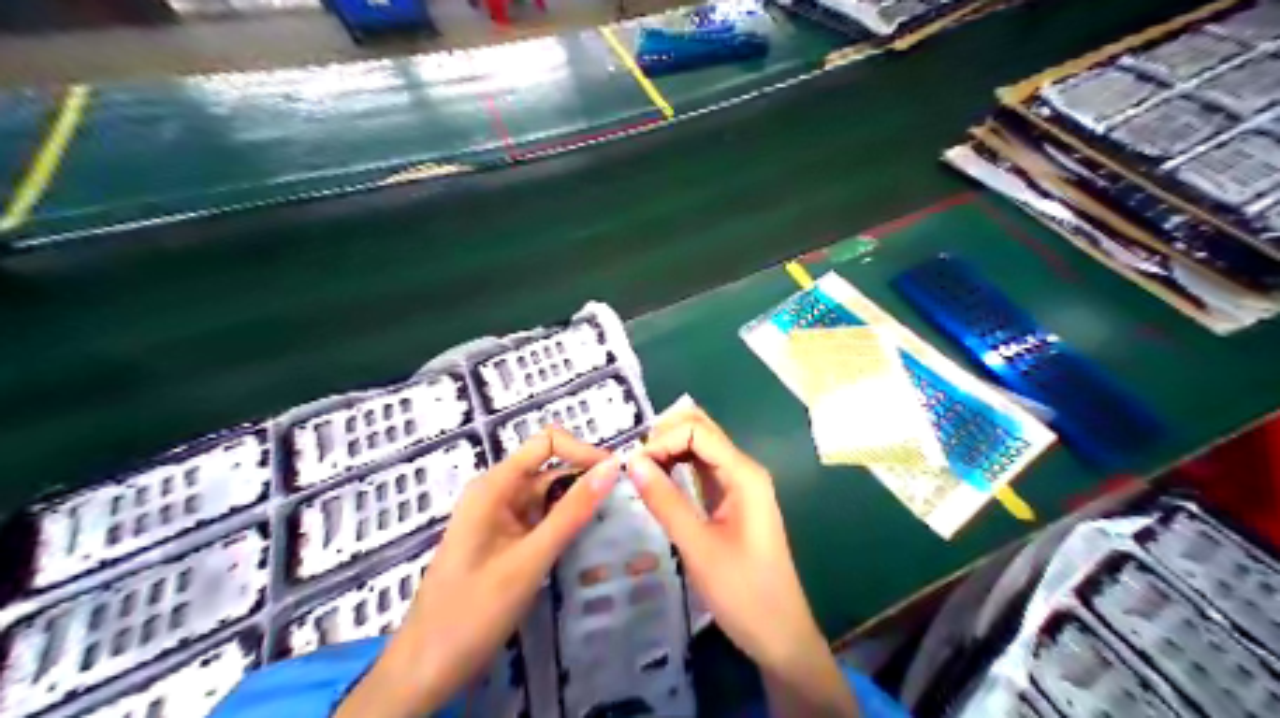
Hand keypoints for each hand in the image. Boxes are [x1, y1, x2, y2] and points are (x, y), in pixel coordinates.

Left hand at [335, 428, 618, 715]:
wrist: (425, 669)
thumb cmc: (473, 612)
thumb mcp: (530, 560)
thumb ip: (572, 513)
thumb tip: (611, 467)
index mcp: (494, 486)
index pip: (546, 443)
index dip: (582, 451)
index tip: (615, 475)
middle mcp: (497, 493)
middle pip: (549, 468)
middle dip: (584, 479)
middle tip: (622, 504)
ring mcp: (500, 518)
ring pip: (548, 495)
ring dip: (577, 504)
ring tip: (611, 523)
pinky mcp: (505, 540)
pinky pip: (540, 519)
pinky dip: (564, 524)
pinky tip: (585, 540)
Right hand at [625, 411, 853, 717]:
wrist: (780, 634)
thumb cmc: (743, 592)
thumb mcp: (697, 547)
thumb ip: (665, 501)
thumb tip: (631, 461)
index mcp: (744, 474)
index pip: (697, 430)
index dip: (662, 439)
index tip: (633, 466)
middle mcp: (744, 470)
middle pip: (701, 431)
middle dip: (665, 437)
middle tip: (633, 464)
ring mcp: (739, 485)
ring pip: (700, 448)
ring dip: (669, 450)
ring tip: (638, 471)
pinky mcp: (732, 501)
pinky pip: (702, 470)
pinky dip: (677, 467)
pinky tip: (657, 482)